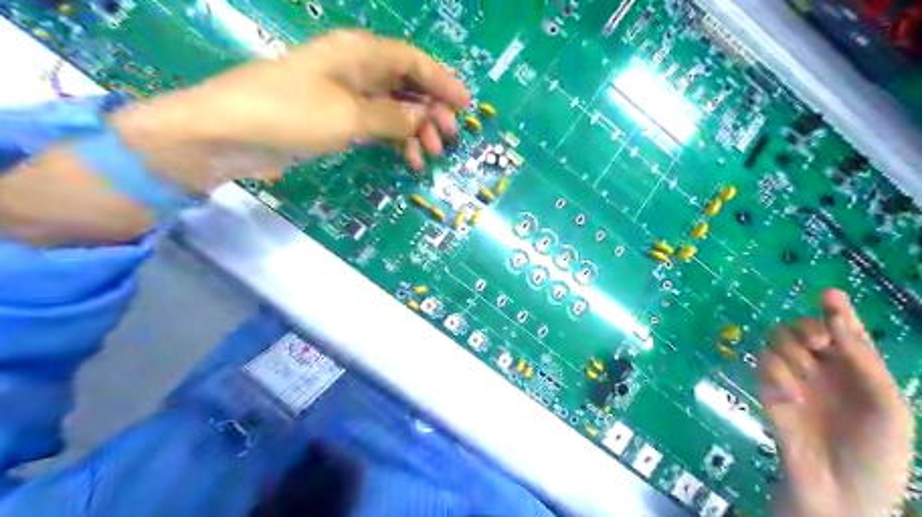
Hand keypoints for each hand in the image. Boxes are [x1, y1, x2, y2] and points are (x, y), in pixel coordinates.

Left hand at [0, 33, 470, 246]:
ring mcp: (347, 96)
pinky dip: (395, 141)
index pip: (413, 62)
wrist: (228, 135)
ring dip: (415, 130)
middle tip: (450, 139)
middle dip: (432, 111)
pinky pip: (377, 125)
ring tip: (430, 156)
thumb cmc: (289, 114)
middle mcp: (356, 69)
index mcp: (359, 54)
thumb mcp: (348, 116)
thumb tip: (424, 118)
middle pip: (407, 85)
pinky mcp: (337, 119)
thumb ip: (392, 117)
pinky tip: (408, 160)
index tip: (467, 105)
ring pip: (394, 108)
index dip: (443, 82)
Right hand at [757, 288, 914, 516]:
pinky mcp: (767, 389)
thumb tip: (837, 315)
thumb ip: (862, 358)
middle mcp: (822, 368)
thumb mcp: (886, 405)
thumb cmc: (876, 452)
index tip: (828, 295)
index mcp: (856, 369)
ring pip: (777, 340)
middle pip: (802, 327)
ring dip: (790, 351)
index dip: (835, 310)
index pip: (842, 329)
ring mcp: (792, 378)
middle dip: (806, 329)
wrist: (839, 491)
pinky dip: (775, 376)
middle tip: (816, 344)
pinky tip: (790, 398)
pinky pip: (763, 365)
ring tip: (804, 377)